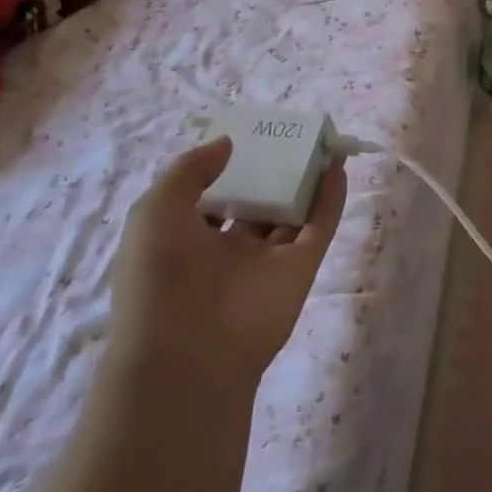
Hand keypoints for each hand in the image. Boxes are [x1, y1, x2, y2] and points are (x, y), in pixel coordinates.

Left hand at [107, 137, 342, 389]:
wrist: (189, 355)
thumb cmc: (160, 277)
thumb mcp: (155, 211)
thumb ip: (190, 170)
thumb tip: (228, 143)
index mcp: (185, 240)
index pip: (210, 198)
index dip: (225, 169)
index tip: (245, 139)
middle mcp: (227, 248)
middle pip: (256, 202)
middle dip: (271, 172)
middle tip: (289, 137)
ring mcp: (267, 260)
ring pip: (292, 212)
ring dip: (306, 180)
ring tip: (322, 143)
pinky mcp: (300, 269)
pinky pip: (318, 227)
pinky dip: (330, 199)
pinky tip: (337, 168)